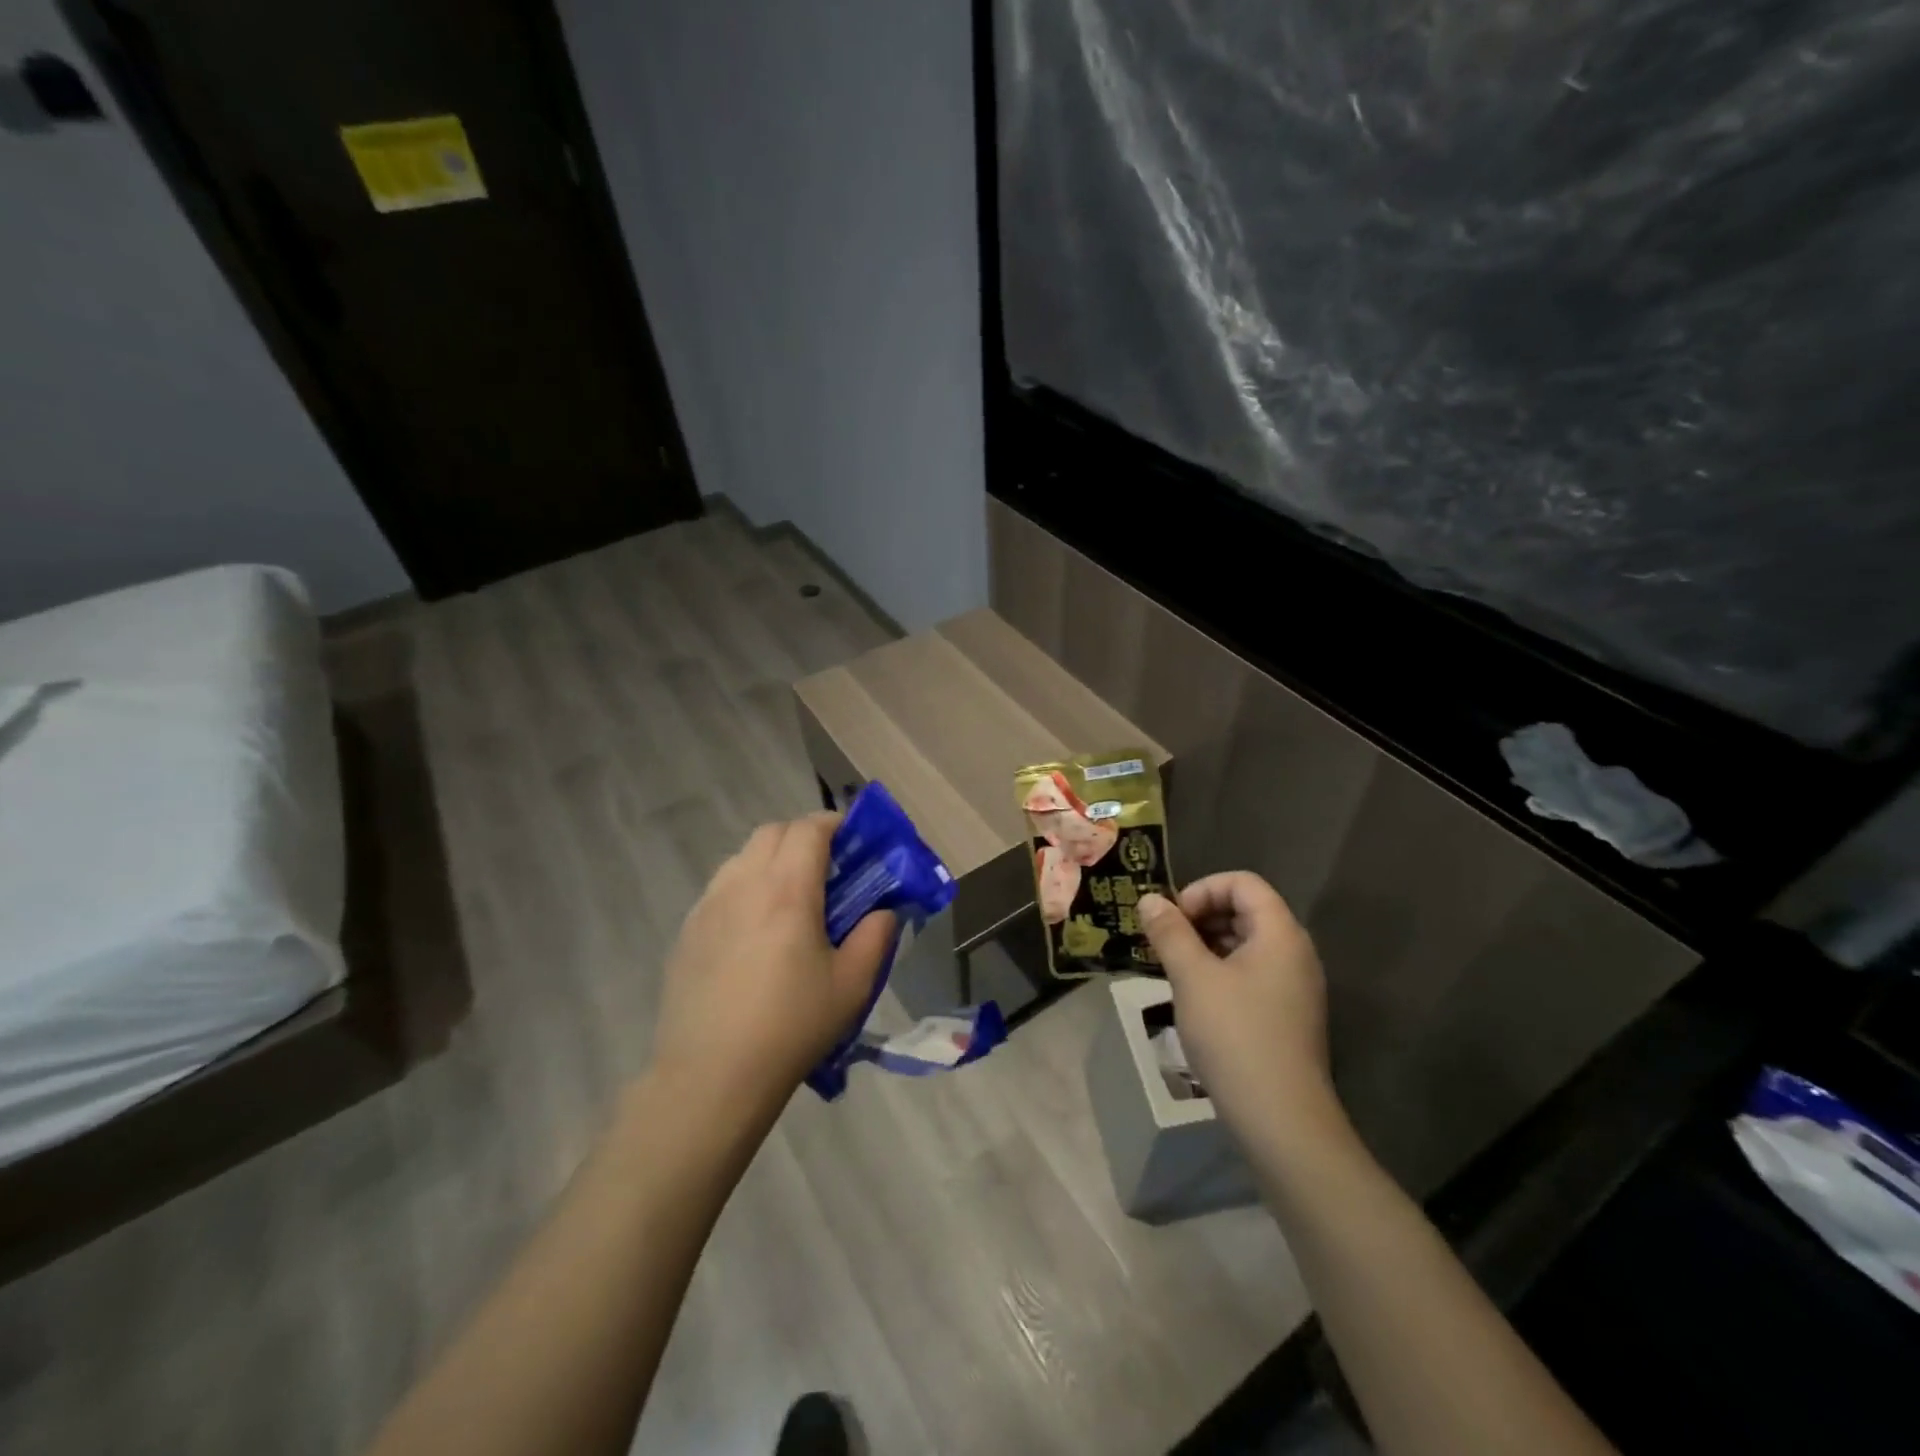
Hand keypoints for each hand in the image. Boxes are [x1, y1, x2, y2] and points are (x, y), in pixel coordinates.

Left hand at [650, 813, 896, 1122]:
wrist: (711, 1076)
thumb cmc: (791, 1027)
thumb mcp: (852, 985)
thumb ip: (876, 936)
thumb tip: (884, 910)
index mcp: (787, 890)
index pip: (809, 828)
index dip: (835, 823)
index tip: (854, 840)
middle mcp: (743, 883)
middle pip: (773, 832)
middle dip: (803, 836)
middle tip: (827, 869)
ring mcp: (708, 905)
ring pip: (743, 856)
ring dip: (772, 859)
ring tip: (790, 898)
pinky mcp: (687, 930)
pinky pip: (722, 887)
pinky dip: (746, 886)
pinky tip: (755, 930)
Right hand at [1139, 873, 1338, 1145]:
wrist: (1281, 1120)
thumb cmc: (1235, 1035)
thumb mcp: (1192, 977)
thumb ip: (1170, 932)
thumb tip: (1149, 899)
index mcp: (1280, 934)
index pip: (1243, 883)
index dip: (1202, 890)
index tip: (1172, 919)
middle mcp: (1295, 953)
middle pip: (1246, 910)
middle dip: (1201, 917)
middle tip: (1166, 943)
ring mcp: (1294, 986)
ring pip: (1246, 944)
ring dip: (1206, 945)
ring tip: (1174, 969)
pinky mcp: (1287, 1015)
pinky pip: (1252, 973)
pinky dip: (1220, 972)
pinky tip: (1195, 998)